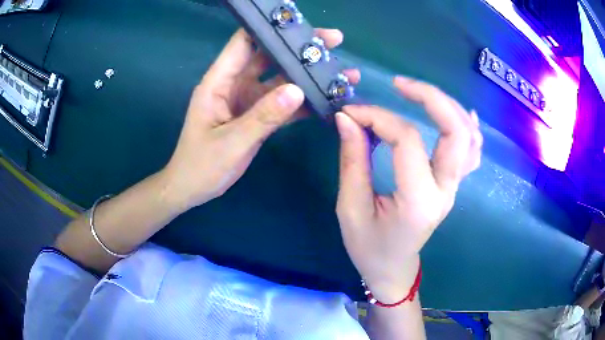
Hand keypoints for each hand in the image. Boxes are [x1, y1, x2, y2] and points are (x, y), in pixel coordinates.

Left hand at [162, 28, 358, 210]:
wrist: (193, 188)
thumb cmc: (201, 165)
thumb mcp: (231, 142)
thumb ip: (263, 117)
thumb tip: (298, 90)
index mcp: (219, 81)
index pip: (243, 42)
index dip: (268, 27)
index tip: (299, 23)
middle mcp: (235, 84)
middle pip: (268, 56)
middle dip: (299, 48)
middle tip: (333, 40)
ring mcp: (247, 99)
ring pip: (280, 79)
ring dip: (306, 75)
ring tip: (339, 71)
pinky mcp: (256, 116)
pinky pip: (282, 103)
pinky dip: (302, 101)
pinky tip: (326, 99)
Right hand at [335, 76, 482, 301]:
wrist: (393, 269)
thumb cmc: (368, 246)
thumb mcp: (350, 208)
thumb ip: (352, 160)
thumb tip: (347, 118)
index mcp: (418, 201)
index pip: (407, 140)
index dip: (378, 117)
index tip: (351, 112)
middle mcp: (445, 190)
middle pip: (456, 130)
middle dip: (430, 97)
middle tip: (398, 84)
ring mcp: (454, 187)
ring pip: (469, 136)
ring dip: (448, 106)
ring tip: (419, 93)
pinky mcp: (454, 185)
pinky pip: (471, 150)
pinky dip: (467, 125)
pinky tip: (456, 112)